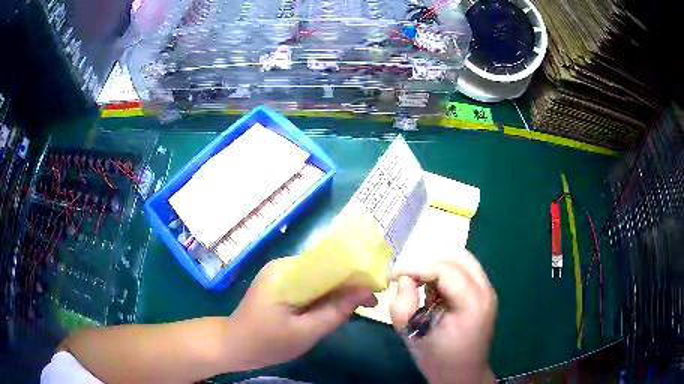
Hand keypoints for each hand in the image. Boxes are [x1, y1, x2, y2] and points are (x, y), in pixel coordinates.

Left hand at [229, 257, 376, 368]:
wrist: (234, 343)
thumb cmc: (268, 342)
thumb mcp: (306, 333)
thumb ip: (335, 311)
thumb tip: (364, 291)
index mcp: (287, 274)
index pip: (330, 263)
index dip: (357, 273)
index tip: (377, 289)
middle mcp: (285, 264)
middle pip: (327, 266)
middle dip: (350, 283)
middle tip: (369, 302)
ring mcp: (281, 271)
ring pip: (321, 274)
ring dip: (339, 288)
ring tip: (356, 306)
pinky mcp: (281, 280)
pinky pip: (311, 281)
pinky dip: (326, 292)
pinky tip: (334, 306)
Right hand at [390, 251, 496, 383]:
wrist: (462, 375)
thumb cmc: (437, 360)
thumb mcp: (412, 336)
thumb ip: (402, 305)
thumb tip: (404, 279)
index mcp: (472, 305)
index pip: (445, 270)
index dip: (416, 267)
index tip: (393, 274)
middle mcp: (486, 292)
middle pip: (459, 258)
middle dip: (429, 262)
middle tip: (408, 276)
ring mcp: (488, 291)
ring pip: (463, 261)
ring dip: (438, 268)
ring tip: (421, 287)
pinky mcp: (484, 294)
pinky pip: (464, 272)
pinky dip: (445, 275)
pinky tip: (434, 294)